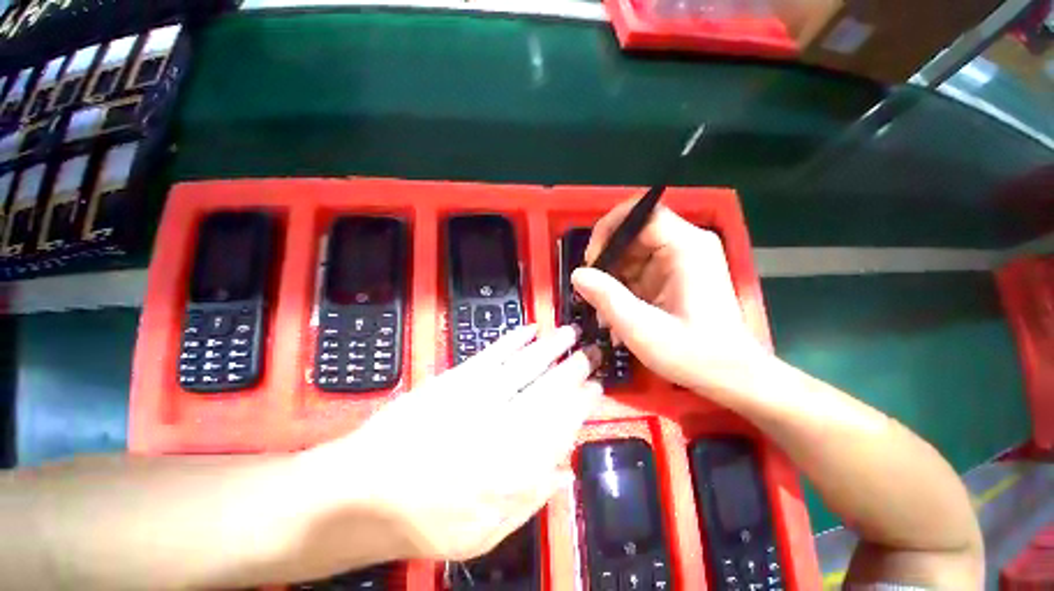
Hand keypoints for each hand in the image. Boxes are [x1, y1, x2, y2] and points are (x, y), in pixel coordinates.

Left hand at [316, 325, 600, 562]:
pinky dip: (513, 340)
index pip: (561, 423)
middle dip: (575, 368)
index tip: (597, 388)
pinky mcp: (454, 378)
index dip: (582, 403)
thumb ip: (530, 499)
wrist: (364, 493)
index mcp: (513, 465)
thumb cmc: (425, 522)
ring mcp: (477, 395)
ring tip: (571, 332)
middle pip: (548, 388)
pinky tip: (530, 329)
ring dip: (551, 347)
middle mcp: (502, 423)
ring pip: (525, 365)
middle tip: (592, 352)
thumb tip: (563, 472)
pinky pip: (492, 354)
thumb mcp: (484, 533)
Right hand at [572, 200, 766, 391]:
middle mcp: (687, 245)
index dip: (610, 229)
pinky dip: (624, 287)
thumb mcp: (643, 330)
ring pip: (633, 252)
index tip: (592, 259)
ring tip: (604, 308)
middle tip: (593, 289)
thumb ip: (608, 299)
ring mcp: (682, 260)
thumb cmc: (694, 355)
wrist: (731, 376)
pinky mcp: (676, 275)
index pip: (642, 213)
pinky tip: (618, 312)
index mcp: (687, 248)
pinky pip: (640, 269)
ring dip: (613, 277)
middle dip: (608, 259)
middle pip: (635, 233)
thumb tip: (577, 274)